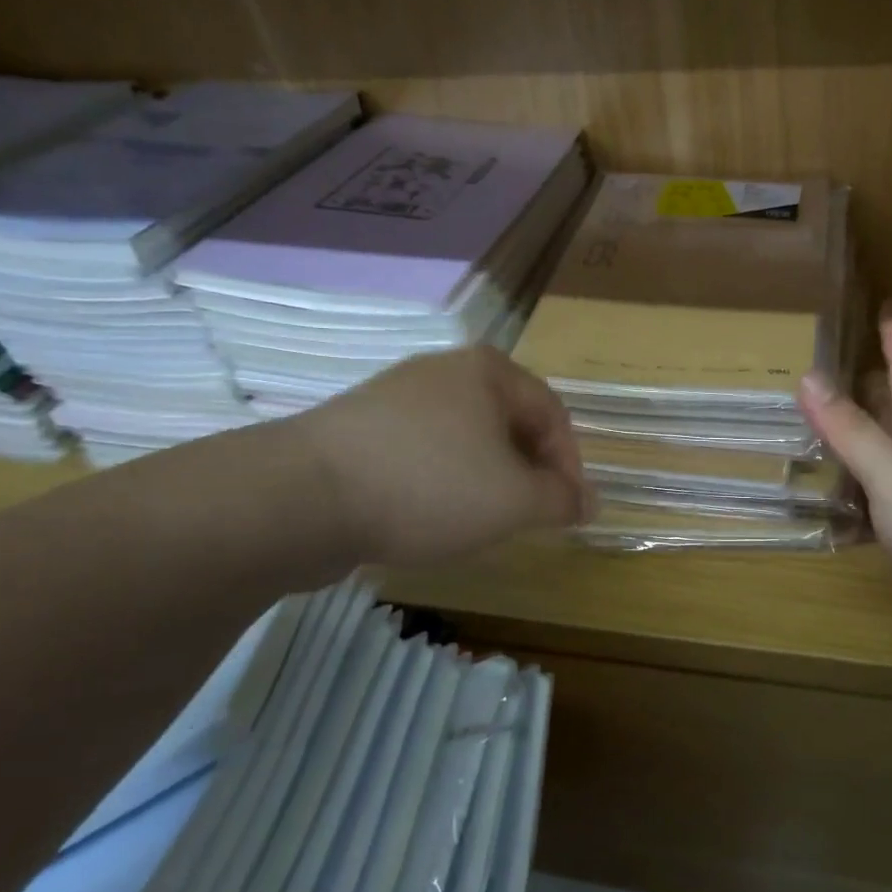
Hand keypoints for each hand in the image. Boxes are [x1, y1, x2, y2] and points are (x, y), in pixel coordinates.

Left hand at [283, 346, 592, 568]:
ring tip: (482, 521)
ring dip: (487, 479)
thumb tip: (589, 502)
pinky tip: (430, 514)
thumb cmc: (430, 486)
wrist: (302, 496)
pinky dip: (443, 481)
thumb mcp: (515, 500)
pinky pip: (424, 451)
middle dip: (528, 473)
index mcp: (489, 371)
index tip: (569, 512)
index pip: (553, 415)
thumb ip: (562, 500)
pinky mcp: (360, 427)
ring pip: (466, 439)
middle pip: (509, 423)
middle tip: (528, 517)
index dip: (570, 465)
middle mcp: (445, 371)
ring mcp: (397, 396)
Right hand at [799, 312, 891, 669]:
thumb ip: (852, 430)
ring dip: (844, 442)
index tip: (886, 302)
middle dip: (862, 384)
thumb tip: (808, 376)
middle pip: (888, 411)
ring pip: (873, 458)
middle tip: (818, 362)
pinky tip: (811, 497)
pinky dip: (840, 496)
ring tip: (799, 424)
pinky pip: (864, 505)